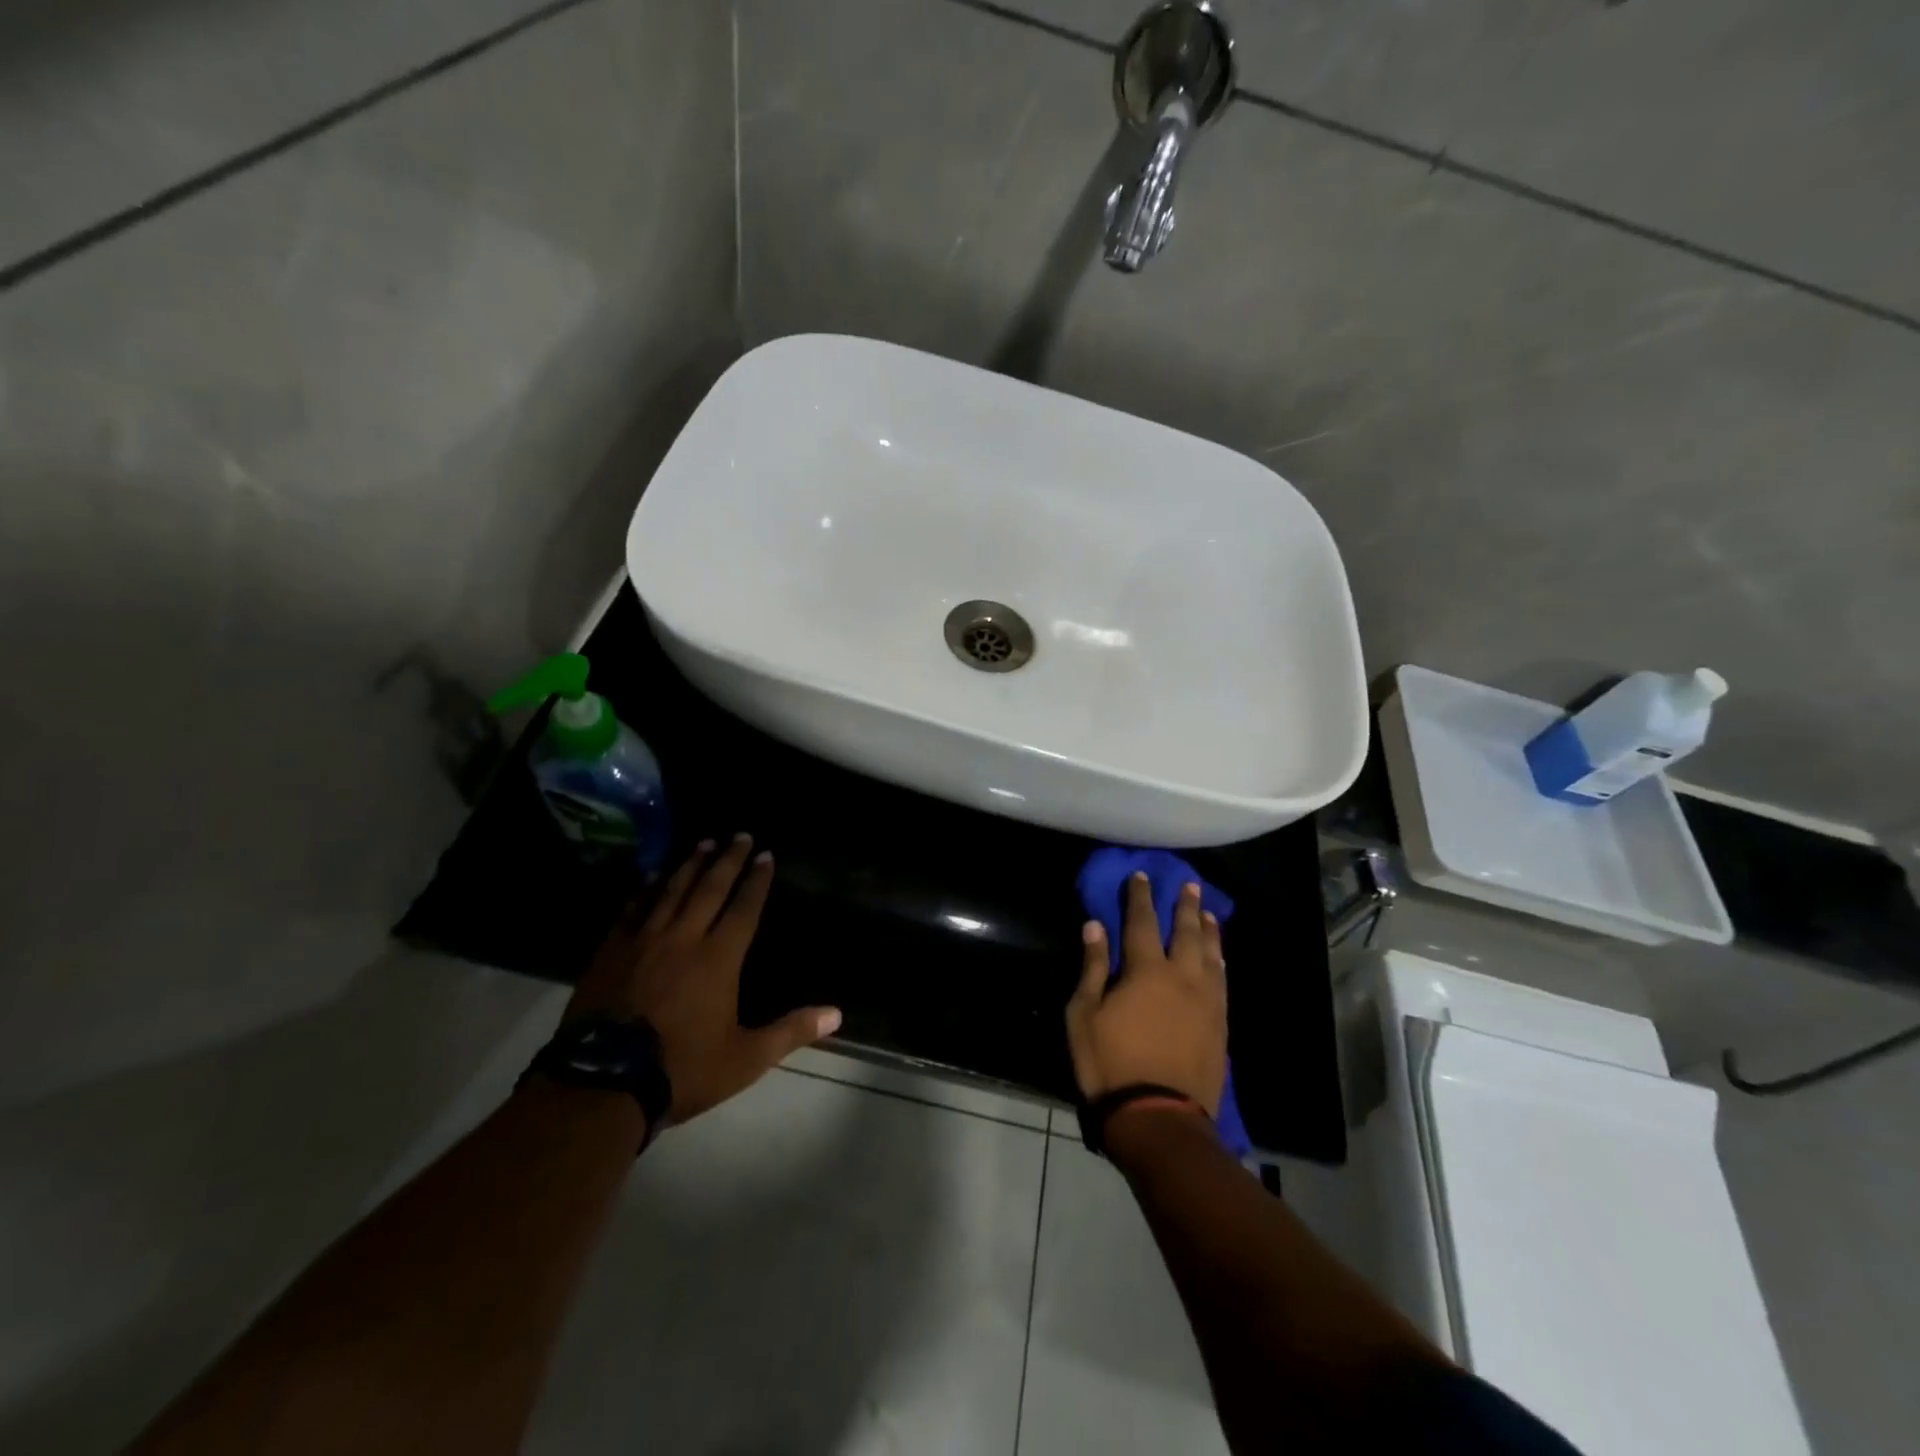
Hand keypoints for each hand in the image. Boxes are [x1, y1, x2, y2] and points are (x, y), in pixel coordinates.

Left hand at [567, 835, 840, 1126]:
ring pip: (671, 891)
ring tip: (703, 842)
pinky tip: (650, 876)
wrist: (602, 1084)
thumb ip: (791, 1031)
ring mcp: (643, 942)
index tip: (766, 854)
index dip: (757, 880)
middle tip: (739, 835)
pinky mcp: (611, 952)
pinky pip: (631, 910)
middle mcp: (684, 938)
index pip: (744, 908)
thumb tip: (837, 1014)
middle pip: (709, 889)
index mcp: (719, 959)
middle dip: (728, 860)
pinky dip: (644, 889)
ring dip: (690, 865)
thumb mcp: (746, 1059)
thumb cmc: (681, 1069)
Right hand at [1066, 873, 1226, 1115]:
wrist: (1158, 1118)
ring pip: (1211, 955)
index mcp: (1146, 970)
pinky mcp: (1220, 1026)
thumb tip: (1095, 926)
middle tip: (1189, 884)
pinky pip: (1223, 983)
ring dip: (1209, 930)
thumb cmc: (1110, 1064)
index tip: (1142, 876)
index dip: (1141, 896)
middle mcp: (1182, 977)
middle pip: (1186, 932)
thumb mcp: (1083, 1015)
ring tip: (1208, 913)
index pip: (1143, 921)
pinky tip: (1220, 959)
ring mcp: (1206, 1002)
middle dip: (1185, 906)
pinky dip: (1220, 963)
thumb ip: (1093, 967)